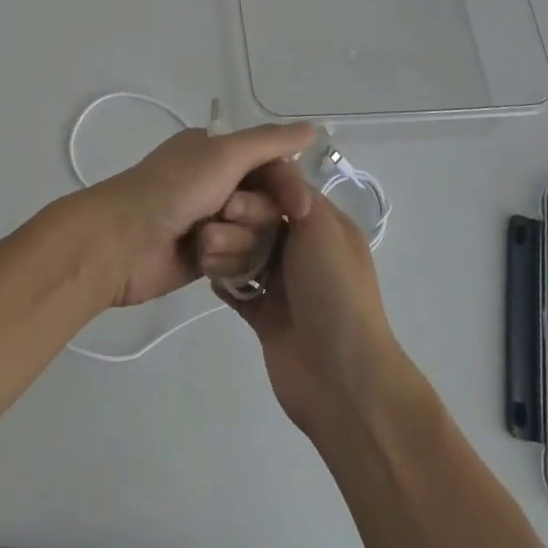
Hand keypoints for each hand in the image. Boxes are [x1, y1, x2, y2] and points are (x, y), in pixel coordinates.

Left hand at [81, 121, 314, 306]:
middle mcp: (217, 183)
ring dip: (235, 241)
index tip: (301, 210)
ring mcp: (211, 221)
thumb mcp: (224, 154)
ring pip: (256, 237)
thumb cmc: (174, 188)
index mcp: (218, 152)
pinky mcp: (205, 258)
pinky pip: (239, 262)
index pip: (273, 166)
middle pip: (268, 205)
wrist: (123, 241)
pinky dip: (224, 261)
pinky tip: (203, 263)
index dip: (289, 187)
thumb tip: (312, 127)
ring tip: (205, 242)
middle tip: (226, 214)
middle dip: (252, 215)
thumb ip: (270, 143)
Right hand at [219, 163, 418, 442]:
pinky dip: (224, 281)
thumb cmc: (334, 290)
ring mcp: (286, 286)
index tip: (230, 199)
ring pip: (246, 254)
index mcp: (325, 227)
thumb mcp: (323, 228)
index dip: (256, 193)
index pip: (284, 194)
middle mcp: (306, 252)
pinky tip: (206, 273)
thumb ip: (295, 195)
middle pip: (260, 223)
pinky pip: (239, 289)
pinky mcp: (266, 316)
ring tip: (205, 253)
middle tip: (212, 232)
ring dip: (225, 251)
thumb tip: (275, 173)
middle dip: (235, 223)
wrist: (341, 375)